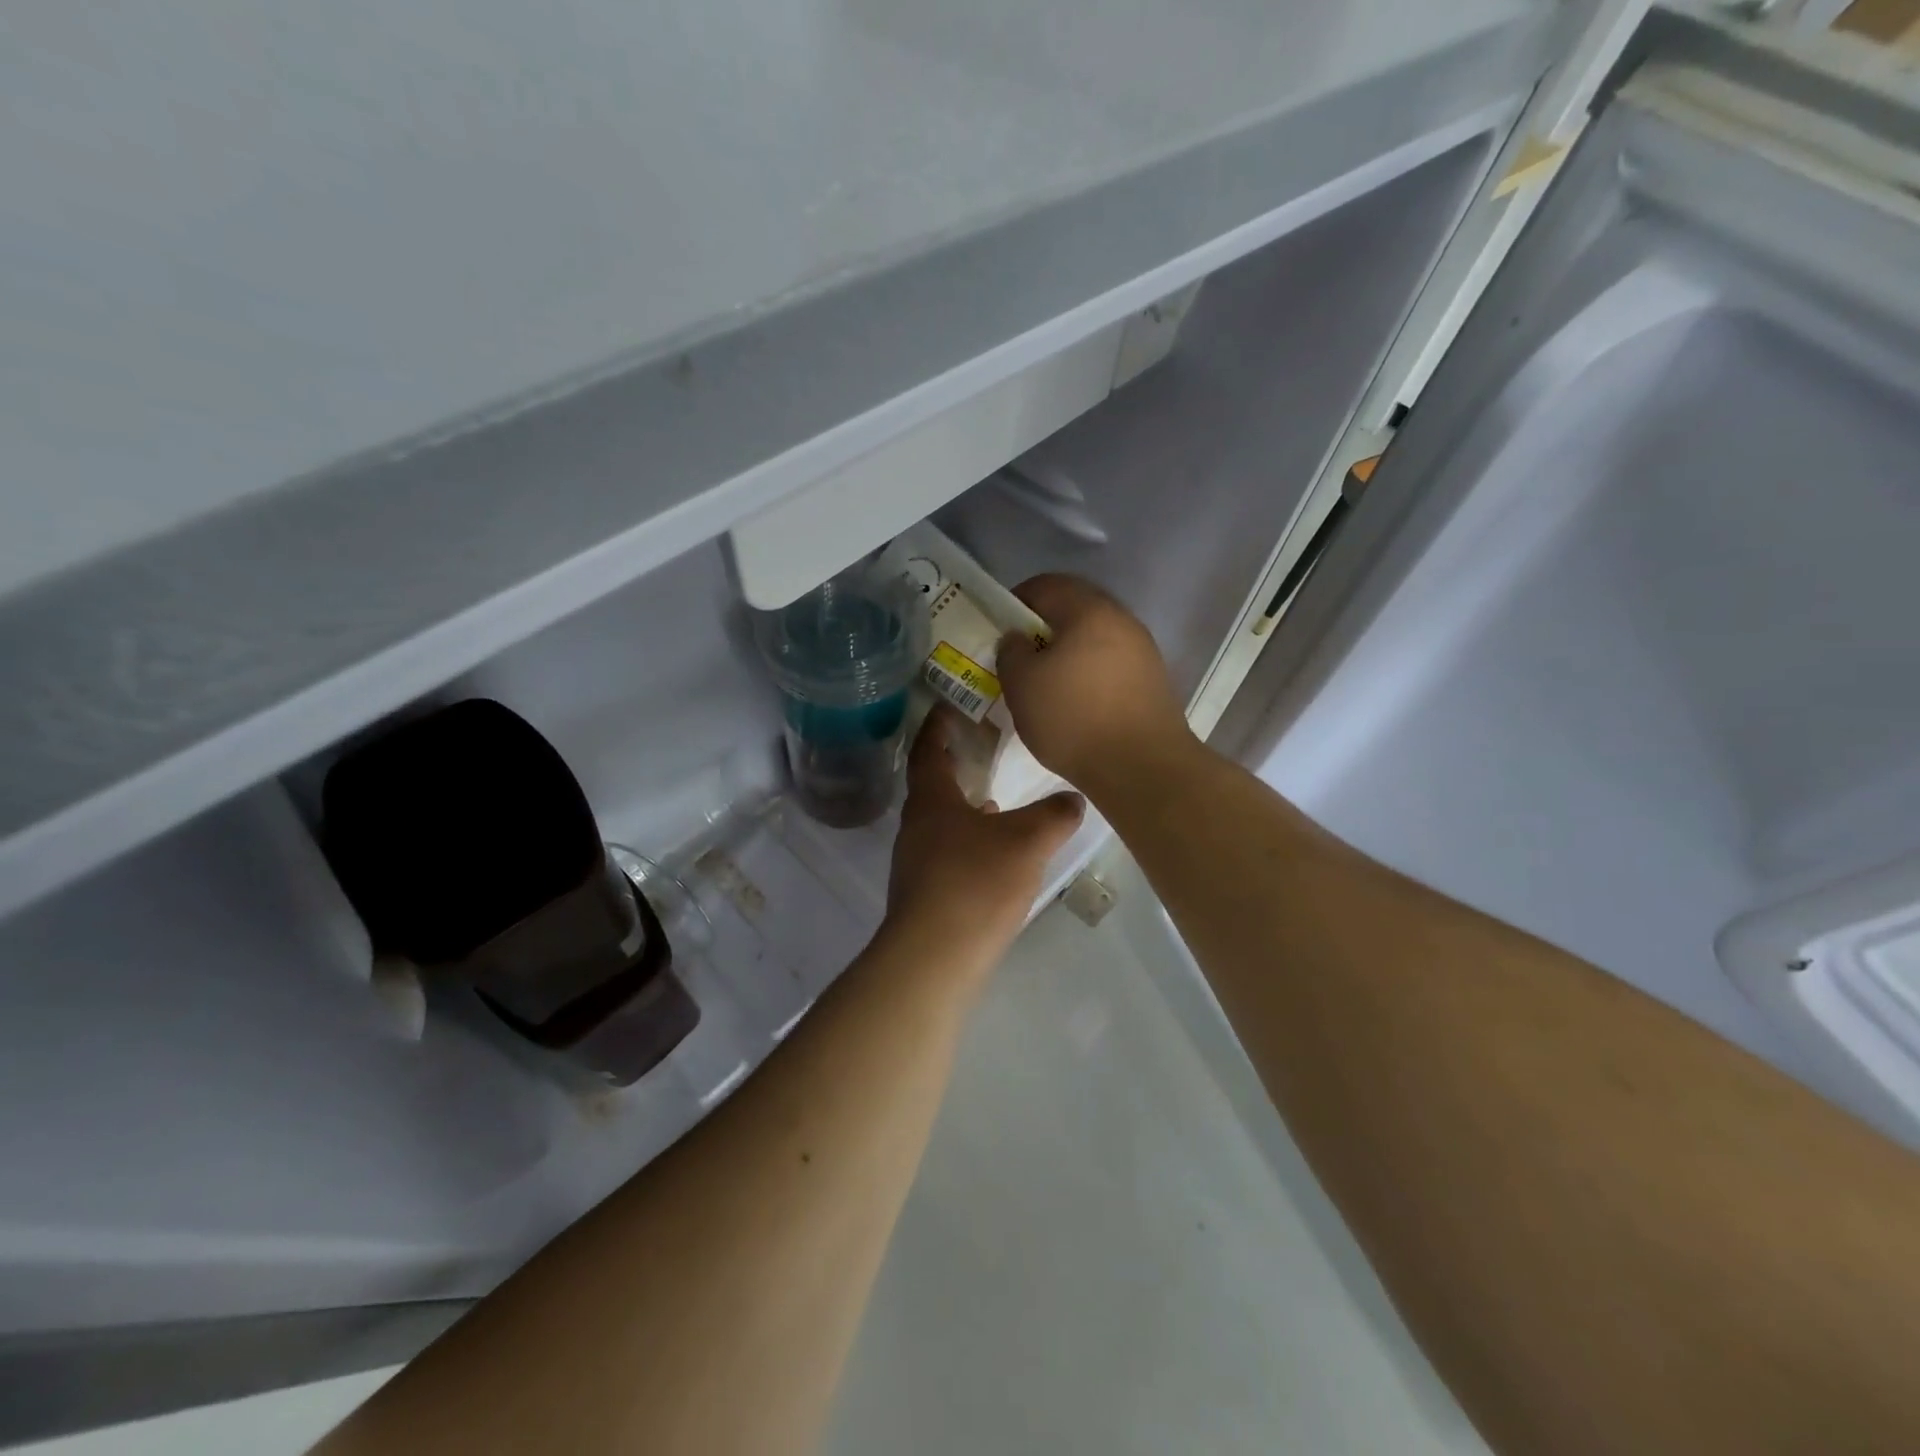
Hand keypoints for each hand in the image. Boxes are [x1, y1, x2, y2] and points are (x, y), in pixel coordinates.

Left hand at [884, 707, 1083, 983]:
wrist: (935, 957)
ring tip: (994, 803)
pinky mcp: (924, 895)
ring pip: (939, 824)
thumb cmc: (976, 882)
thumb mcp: (1027, 841)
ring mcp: (915, 863)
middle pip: (931, 787)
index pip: (927, 751)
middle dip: (954, 767)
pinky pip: (946, 855)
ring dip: (962, 810)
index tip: (947, 706)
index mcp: (931, 801)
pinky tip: (993, 857)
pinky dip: (967, 844)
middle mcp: (915, 827)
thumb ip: (1054, 815)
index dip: (937, 726)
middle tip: (981, 751)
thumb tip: (1073, 798)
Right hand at [996, 575, 1191, 793]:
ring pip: (1092, 639)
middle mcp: (1121, 620)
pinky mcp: (1152, 682)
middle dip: (1041, 630)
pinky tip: (1074, 705)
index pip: (1045, 585)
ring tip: (1044, 685)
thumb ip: (1011, 651)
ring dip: (1066, 654)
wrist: (1142, 767)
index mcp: (1089, 609)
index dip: (1015, 601)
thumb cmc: (1073, 718)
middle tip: (1018, 659)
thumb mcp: (1021, 684)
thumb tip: (1018, 639)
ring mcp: (1142, 651)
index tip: (998, 630)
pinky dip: (1087, 675)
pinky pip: (1109, 665)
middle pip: (1073, 610)